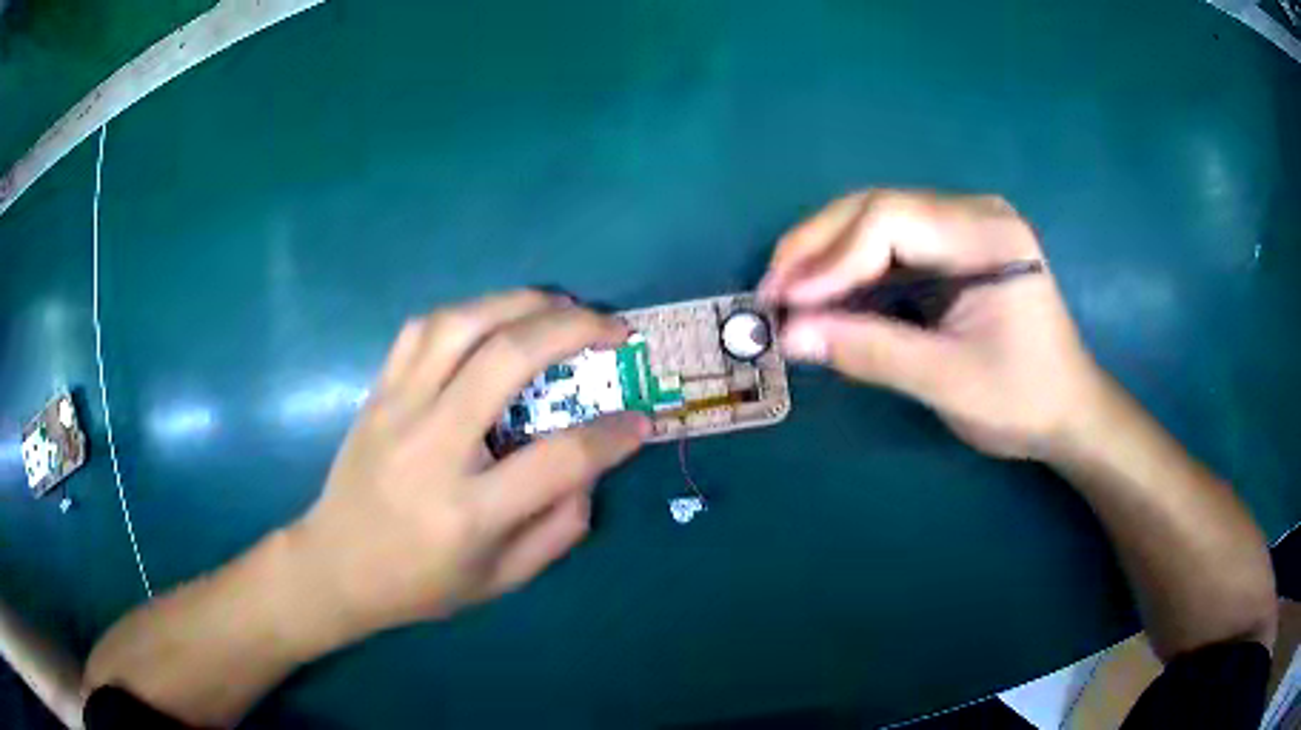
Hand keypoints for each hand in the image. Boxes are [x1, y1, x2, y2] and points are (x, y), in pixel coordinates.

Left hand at [291, 291, 649, 635]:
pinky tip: (494, 317)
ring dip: (520, 302)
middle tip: (613, 327)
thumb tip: (591, 468)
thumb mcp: (502, 579)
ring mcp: (397, 410)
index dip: (613, 436)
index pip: (559, 458)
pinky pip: (421, 329)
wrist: (336, 565)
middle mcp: (432, 447)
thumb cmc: (421, 582)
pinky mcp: (378, 392)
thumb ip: (559, 529)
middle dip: (573, 329)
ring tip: (560, 304)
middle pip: (507, 359)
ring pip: (460, 324)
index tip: (641, 420)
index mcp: (469, 510)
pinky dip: (468, 311)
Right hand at [759, 190, 1103, 458]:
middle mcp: (974, 213)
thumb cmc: (1023, 400)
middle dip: (818, 247)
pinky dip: (853, 267)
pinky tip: (826, 291)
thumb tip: (790, 337)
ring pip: (878, 221)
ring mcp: (965, 226)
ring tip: (786, 291)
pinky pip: (892, 244)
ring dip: (828, 254)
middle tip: (770, 290)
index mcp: (987, 235)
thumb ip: (870, 352)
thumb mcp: (948, 381)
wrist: (1069, 413)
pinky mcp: (956, 248)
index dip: (831, 258)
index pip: (891, 221)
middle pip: (877, 208)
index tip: (786, 303)